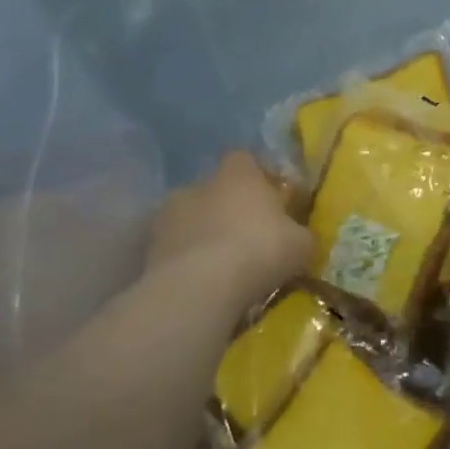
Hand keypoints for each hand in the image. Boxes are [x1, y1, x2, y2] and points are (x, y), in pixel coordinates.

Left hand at [146, 152, 308, 296]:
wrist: (201, 288)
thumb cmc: (260, 250)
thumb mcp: (301, 244)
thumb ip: (299, 234)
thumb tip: (298, 237)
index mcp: (238, 173)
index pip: (246, 160)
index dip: (259, 178)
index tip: (272, 202)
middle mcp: (199, 184)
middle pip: (216, 190)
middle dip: (228, 209)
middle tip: (248, 239)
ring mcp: (169, 215)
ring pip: (190, 219)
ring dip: (203, 236)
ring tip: (222, 267)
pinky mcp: (149, 249)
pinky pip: (174, 250)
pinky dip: (186, 262)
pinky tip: (203, 284)